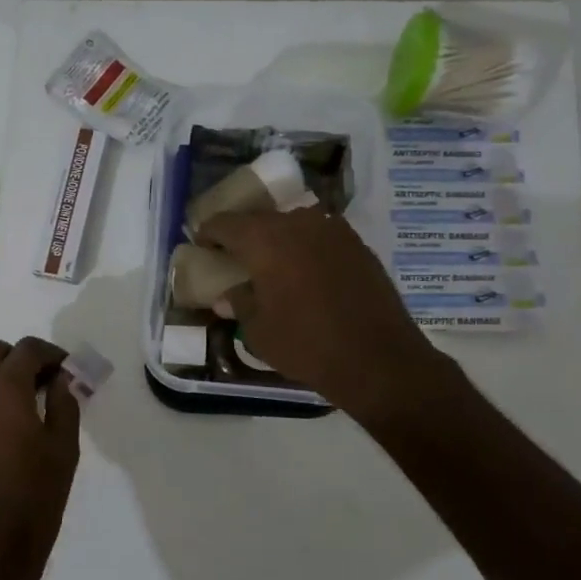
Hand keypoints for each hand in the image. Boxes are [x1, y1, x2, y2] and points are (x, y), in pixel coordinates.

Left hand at [0, 337, 81, 579]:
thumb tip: (61, 378)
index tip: (67, 371)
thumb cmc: (35, 495)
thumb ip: (64, 402)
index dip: (52, 354)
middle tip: (43, 385)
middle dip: (20, 360)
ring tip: (20, 409)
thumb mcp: (64, 447)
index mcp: (4, 387)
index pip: (28, 349)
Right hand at [198, 207, 456, 426]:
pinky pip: (320, 237)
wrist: (378, 359)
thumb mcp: (258, 331)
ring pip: (293, 224)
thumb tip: (227, 296)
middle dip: (243, 235)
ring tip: (271, 264)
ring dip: (277, 239)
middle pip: (260, 219)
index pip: (225, 223)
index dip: (209, 233)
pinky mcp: (358, 245)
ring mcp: (333, 230)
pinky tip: (304, 273)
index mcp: (265, 240)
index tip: (202, 246)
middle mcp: (298, 223)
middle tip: (233, 256)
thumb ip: (239, 304)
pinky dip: (305, 248)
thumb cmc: (306, 345)